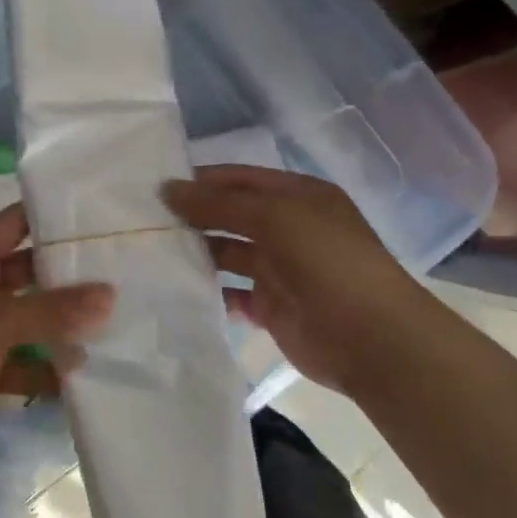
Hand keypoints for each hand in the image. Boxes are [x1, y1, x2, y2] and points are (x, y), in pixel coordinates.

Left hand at [0, 205, 114, 477]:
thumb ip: (50, 310)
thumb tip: (111, 294)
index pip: (14, 222)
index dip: (51, 214)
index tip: (102, 213)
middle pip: (29, 272)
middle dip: (69, 275)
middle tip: (124, 271)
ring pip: (29, 320)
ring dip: (63, 326)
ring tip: (118, 323)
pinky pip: (22, 362)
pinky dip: (46, 369)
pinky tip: (83, 377)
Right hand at [163, 164, 436, 394]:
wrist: (371, 338)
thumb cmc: (326, 261)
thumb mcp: (274, 217)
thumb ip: (219, 203)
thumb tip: (167, 189)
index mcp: (298, 197)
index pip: (240, 179)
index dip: (201, 181)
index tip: (156, 188)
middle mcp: (288, 228)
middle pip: (231, 215)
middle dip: (194, 217)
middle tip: (144, 221)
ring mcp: (280, 269)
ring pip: (228, 254)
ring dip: (197, 253)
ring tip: (153, 254)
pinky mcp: (271, 307)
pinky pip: (232, 294)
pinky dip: (209, 292)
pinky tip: (178, 290)